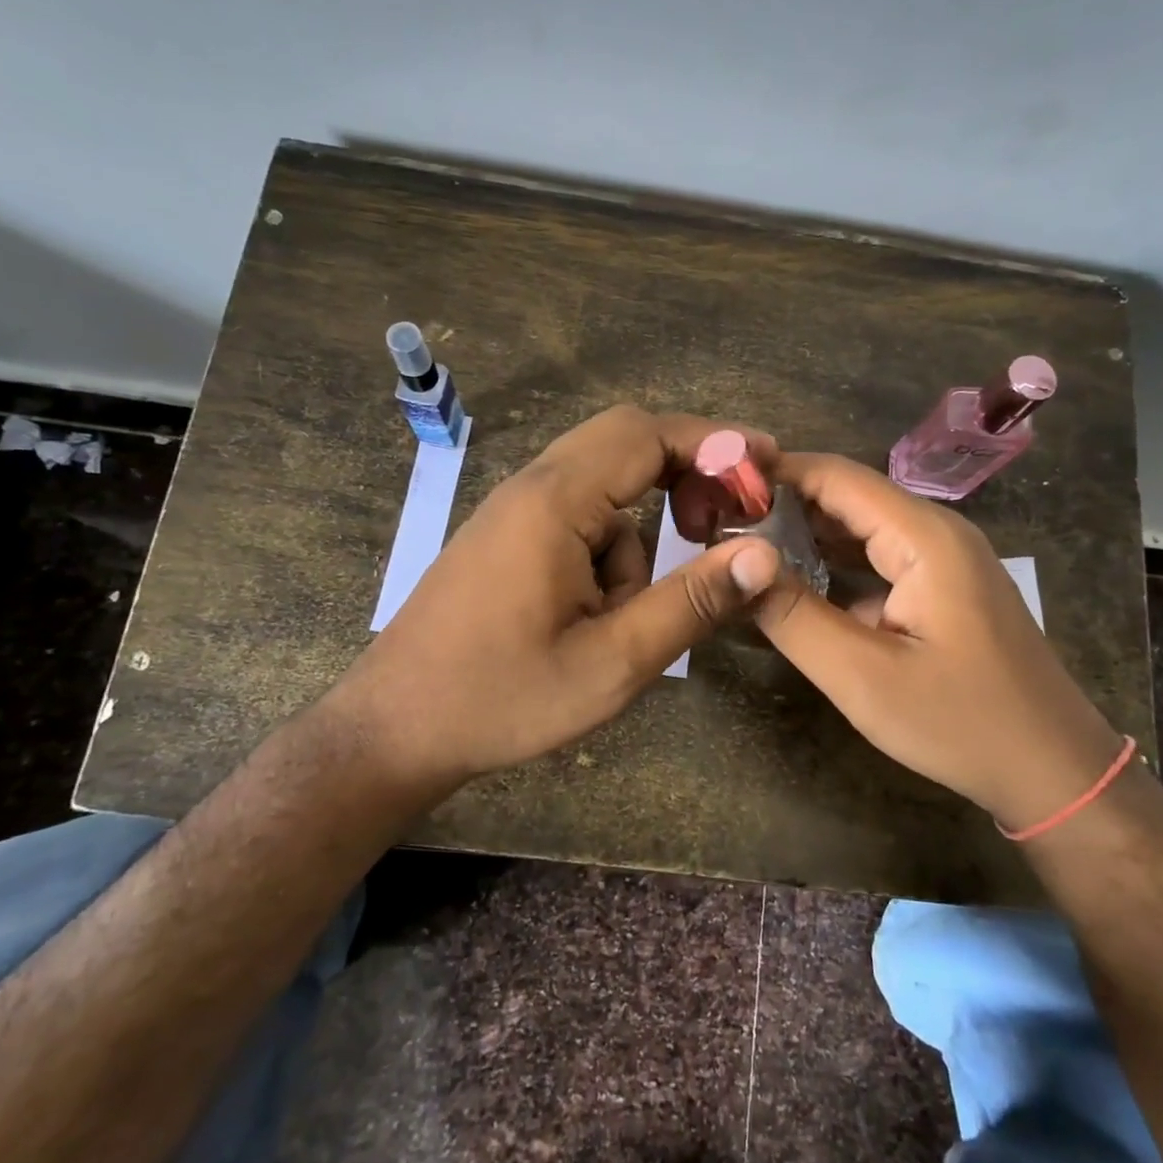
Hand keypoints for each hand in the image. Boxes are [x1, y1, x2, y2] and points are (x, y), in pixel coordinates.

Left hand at [327, 407, 782, 795]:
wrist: (395, 728)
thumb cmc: (502, 698)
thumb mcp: (612, 662)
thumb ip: (690, 603)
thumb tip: (762, 554)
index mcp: (553, 502)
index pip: (647, 433)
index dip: (716, 443)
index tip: (768, 470)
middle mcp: (530, 488)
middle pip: (624, 444)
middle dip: (686, 476)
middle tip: (725, 525)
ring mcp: (512, 512)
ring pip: (604, 489)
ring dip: (640, 533)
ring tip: (635, 611)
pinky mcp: (505, 539)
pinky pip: (577, 518)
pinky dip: (609, 550)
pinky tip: (595, 615)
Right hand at [752, 453, 1123, 830]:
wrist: (1052, 769)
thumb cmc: (959, 722)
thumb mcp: (862, 675)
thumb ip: (793, 616)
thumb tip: (738, 563)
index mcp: (923, 537)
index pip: (836, 477)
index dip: (774, 475)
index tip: (716, 490)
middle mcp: (936, 532)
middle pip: (848, 498)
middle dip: (783, 506)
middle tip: (718, 525)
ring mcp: (944, 560)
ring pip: (862, 529)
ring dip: (806, 536)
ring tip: (742, 550)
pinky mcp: (943, 589)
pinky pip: (879, 560)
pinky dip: (834, 566)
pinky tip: (795, 585)